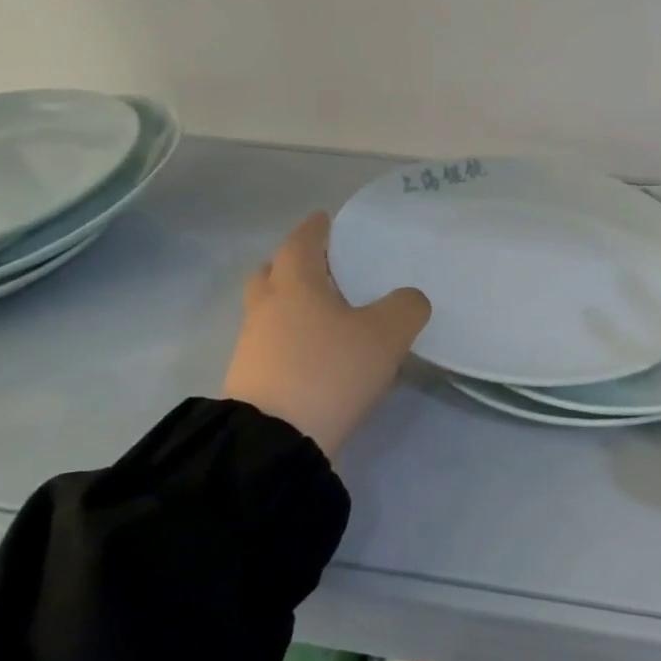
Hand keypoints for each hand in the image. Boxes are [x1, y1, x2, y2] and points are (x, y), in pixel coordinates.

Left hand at [222, 212, 430, 457]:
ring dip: (292, 306)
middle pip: (271, 274)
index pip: (301, 243)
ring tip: (328, 317)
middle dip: (292, 266)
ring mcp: (252, 347)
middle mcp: (267, 309)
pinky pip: (272, 345)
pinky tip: (319, 356)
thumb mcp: (386, 335)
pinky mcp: (251, 381)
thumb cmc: (330, 371)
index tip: (326, 219)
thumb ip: (406, 308)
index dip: (315, 229)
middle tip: (324, 270)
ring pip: (269, 312)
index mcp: (295, 285)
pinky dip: (291, 340)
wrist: (275, 441)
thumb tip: (409, 300)